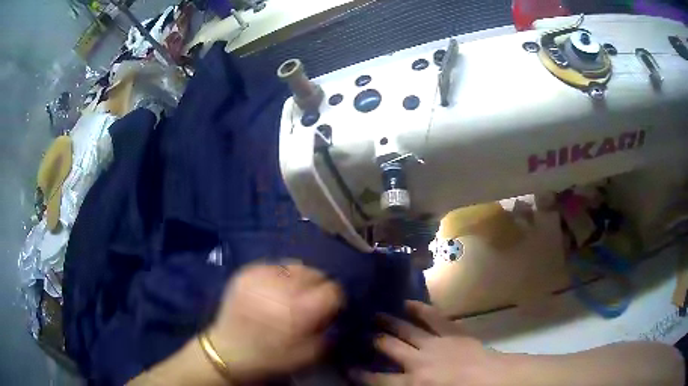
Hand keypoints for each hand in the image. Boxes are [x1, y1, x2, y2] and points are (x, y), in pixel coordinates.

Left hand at [208, 263, 342, 382]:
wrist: (229, 351)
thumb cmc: (272, 357)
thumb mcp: (310, 354)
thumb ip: (328, 329)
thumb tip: (334, 309)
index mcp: (299, 310)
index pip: (332, 290)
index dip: (333, 299)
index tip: (328, 308)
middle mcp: (281, 287)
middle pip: (315, 273)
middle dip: (317, 287)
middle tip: (309, 301)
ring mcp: (261, 276)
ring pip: (295, 265)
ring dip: (299, 279)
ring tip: (291, 293)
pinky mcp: (246, 271)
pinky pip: (274, 265)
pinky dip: (279, 275)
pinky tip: (273, 289)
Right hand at [362, 301, 504, 385]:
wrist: (493, 379)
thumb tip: (391, 384)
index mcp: (412, 383)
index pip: (377, 379)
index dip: (360, 374)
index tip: (348, 367)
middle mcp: (418, 361)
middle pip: (389, 347)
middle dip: (373, 340)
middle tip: (362, 333)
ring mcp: (435, 343)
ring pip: (406, 329)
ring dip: (390, 321)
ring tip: (376, 314)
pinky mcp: (451, 332)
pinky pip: (433, 317)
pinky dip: (420, 309)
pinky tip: (408, 302)